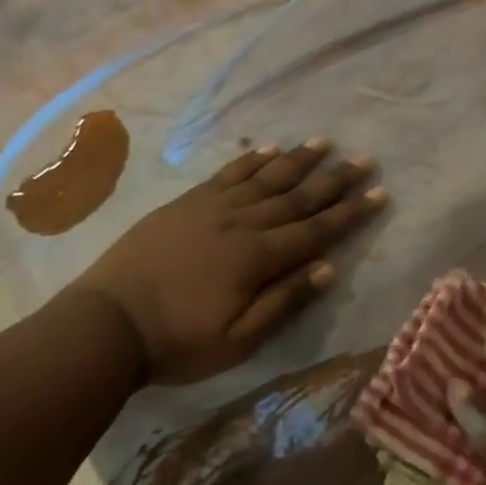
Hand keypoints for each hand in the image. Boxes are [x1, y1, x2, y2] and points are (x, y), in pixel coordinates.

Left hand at [70, 138, 387, 383]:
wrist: (105, 324)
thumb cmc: (178, 341)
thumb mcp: (239, 340)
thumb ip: (284, 301)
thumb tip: (328, 269)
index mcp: (258, 257)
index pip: (316, 230)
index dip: (351, 212)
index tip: (380, 192)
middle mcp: (242, 223)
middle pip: (298, 196)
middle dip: (335, 179)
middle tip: (364, 159)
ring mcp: (212, 208)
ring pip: (266, 177)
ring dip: (298, 160)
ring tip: (324, 143)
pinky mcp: (187, 203)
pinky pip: (228, 174)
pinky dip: (252, 160)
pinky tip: (269, 150)